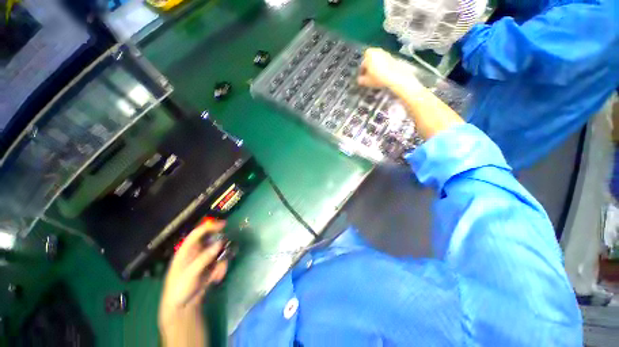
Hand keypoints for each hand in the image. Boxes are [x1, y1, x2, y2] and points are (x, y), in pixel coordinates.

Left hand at [159, 220, 227, 327]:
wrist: (182, 308)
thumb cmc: (180, 288)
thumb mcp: (190, 273)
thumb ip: (205, 257)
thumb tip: (220, 243)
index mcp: (186, 250)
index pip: (198, 233)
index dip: (210, 226)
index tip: (224, 224)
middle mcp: (196, 252)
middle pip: (212, 240)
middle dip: (221, 246)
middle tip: (226, 250)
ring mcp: (204, 259)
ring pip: (219, 252)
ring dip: (222, 261)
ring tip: (217, 274)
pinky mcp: (211, 267)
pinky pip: (221, 262)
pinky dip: (221, 269)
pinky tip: (216, 279)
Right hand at [357, 48, 419, 88]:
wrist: (395, 75)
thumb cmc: (379, 77)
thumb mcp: (366, 81)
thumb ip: (361, 80)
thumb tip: (359, 80)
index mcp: (368, 54)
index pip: (362, 63)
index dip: (361, 71)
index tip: (362, 77)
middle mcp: (377, 51)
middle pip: (370, 60)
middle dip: (369, 68)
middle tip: (368, 77)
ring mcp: (385, 53)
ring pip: (377, 61)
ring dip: (375, 68)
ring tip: (375, 77)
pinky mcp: (392, 57)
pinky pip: (384, 62)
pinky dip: (382, 67)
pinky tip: (382, 76)